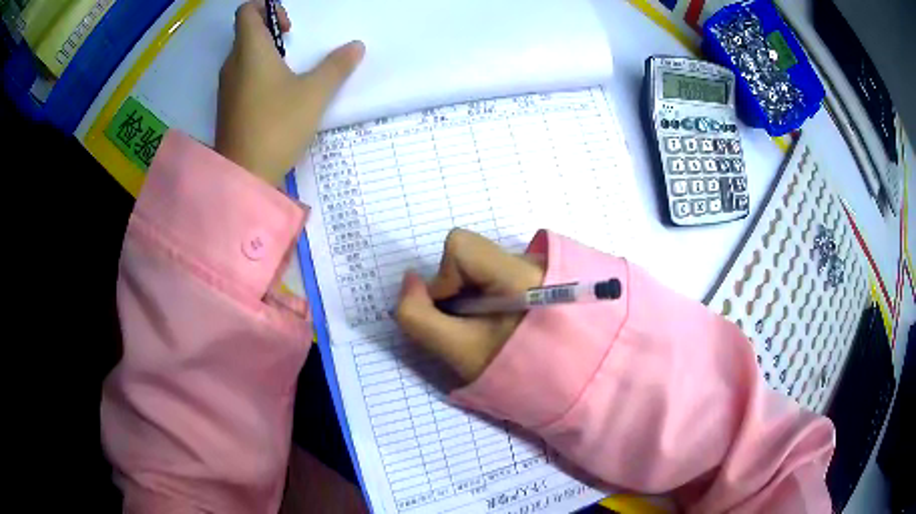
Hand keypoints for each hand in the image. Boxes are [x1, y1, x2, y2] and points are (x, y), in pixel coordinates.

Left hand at [216, 1, 364, 184]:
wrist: (244, 176)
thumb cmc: (277, 126)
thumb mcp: (314, 94)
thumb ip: (337, 66)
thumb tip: (356, 46)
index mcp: (250, 50)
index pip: (247, 11)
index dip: (268, 8)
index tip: (289, 27)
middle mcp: (232, 63)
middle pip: (246, 31)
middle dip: (271, 31)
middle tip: (295, 47)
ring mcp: (226, 86)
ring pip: (243, 55)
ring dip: (266, 54)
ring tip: (290, 72)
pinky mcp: (227, 106)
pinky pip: (241, 76)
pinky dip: (257, 74)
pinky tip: (277, 95)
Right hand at [395, 229, 544, 381]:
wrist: (567, 384)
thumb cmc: (513, 371)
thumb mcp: (459, 352)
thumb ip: (419, 316)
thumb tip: (409, 280)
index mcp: (521, 274)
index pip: (462, 245)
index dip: (445, 278)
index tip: (455, 313)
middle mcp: (535, 259)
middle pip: (472, 256)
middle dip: (460, 288)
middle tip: (473, 323)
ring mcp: (541, 266)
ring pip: (484, 266)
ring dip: (475, 293)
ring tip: (492, 325)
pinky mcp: (543, 274)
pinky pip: (500, 273)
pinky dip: (492, 294)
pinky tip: (505, 320)